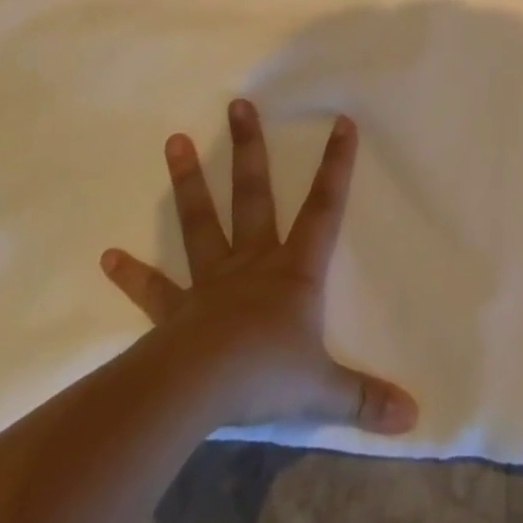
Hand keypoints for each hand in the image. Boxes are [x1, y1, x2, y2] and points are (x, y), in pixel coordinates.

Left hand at [100, 99, 417, 435]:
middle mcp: (252, 263)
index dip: (336, 165)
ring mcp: (211, 282)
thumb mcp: (324, 388)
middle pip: (253, 195)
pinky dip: (132, 274)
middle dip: (249, 149)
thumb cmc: (266, 375)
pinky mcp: (176, 310)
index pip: (325, 208)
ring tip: (174, 141)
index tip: (341, 123)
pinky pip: (154, 289)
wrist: (199, 391)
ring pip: (201, 222)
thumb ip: (366, 398)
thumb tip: (415, 418)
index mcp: (294, 271)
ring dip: (188, 183)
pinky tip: (108, 257)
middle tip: (237, 105)